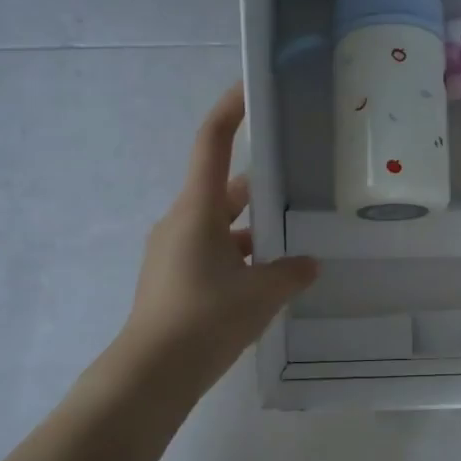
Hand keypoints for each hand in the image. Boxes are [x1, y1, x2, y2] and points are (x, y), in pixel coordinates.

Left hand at [116, 84, 317, 393]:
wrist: (152, 373)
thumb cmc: (205, 319)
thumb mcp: (260, 295)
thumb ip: (290, 274)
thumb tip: (308, 264)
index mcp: (197, 210)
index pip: (212, 143)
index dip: (230, 111)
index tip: (251, 88)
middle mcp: (180, 221)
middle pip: (223, 190)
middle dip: (261, 189)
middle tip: (300, 188)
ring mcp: (172, 251)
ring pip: (220, 226)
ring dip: (252, 231)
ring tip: (293, 245)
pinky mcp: (172, 279)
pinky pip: (211, 253)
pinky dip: (238, 258)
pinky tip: (266, 282)